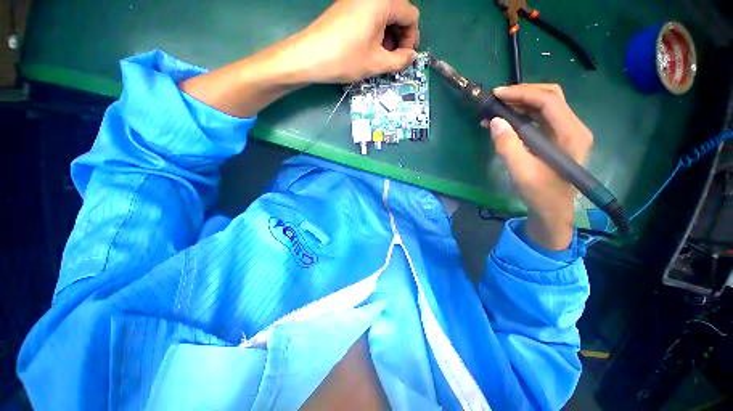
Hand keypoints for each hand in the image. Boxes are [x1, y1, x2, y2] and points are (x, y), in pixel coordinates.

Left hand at [289, 0, 419, 82]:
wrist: (309, 56)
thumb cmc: (346, 59)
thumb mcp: (377, 63)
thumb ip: (400, 60)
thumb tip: (412, 56)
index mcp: (383, 1)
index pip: (411, 16)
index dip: (411, 39)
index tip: (405, 57)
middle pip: (398, 13)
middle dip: (400, 37)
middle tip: (394, 59)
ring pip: (385, 15)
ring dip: (389, 36)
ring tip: (381, 57)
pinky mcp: (347, 5)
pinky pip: (371, 15)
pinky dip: (376, 31)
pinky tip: (370, 48)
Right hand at [483, 84, 592, 249]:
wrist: (553, 209)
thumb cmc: (540, 193)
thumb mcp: (521, 172)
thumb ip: (507, 146)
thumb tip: (495, 121)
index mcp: (571, 134)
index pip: (549, 101)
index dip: (522, 93)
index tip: (497, 94)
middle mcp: (574, 127)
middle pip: (550, 96)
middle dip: (522, 93)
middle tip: (497, 98)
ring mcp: (567, 132)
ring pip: (545, 105)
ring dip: (521, 103)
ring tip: (497, 108)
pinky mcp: (558, 137)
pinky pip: (541, 118)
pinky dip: (522, 114)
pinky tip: (505, 120)